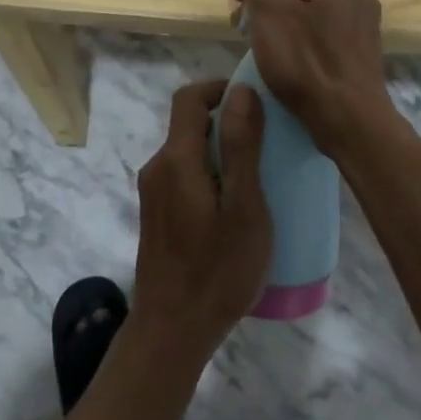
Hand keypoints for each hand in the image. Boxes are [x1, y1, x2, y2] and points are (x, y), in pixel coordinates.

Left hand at [130, 81, 272, 361]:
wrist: (172, 331)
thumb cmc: (217, 269)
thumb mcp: (244, 206)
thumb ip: (242, 145)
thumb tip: (242, 89)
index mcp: (177, 158)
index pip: (189, 97)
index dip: (219, 88)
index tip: (253, 99)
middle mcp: (158, 166)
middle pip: (189, 123)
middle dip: (226, 121)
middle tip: (266, 141)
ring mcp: (154, 192)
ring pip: (188, 151)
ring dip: (219, 150)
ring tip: (257, 175)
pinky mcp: (157, 214)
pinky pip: (184, 175)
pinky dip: (209, 173)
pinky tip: (234, 205)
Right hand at [230, 0, 396, 157]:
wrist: (349, 121)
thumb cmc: (304, 61)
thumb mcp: (269, 8)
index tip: (237, 9)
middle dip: (266, 3)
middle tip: (245, 32)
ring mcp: (363, 23)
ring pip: (309, 12)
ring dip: (282, 23)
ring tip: (265, 51)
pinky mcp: (363, 52)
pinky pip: (324, 35)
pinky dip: (303, 42)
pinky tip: (293, 64)